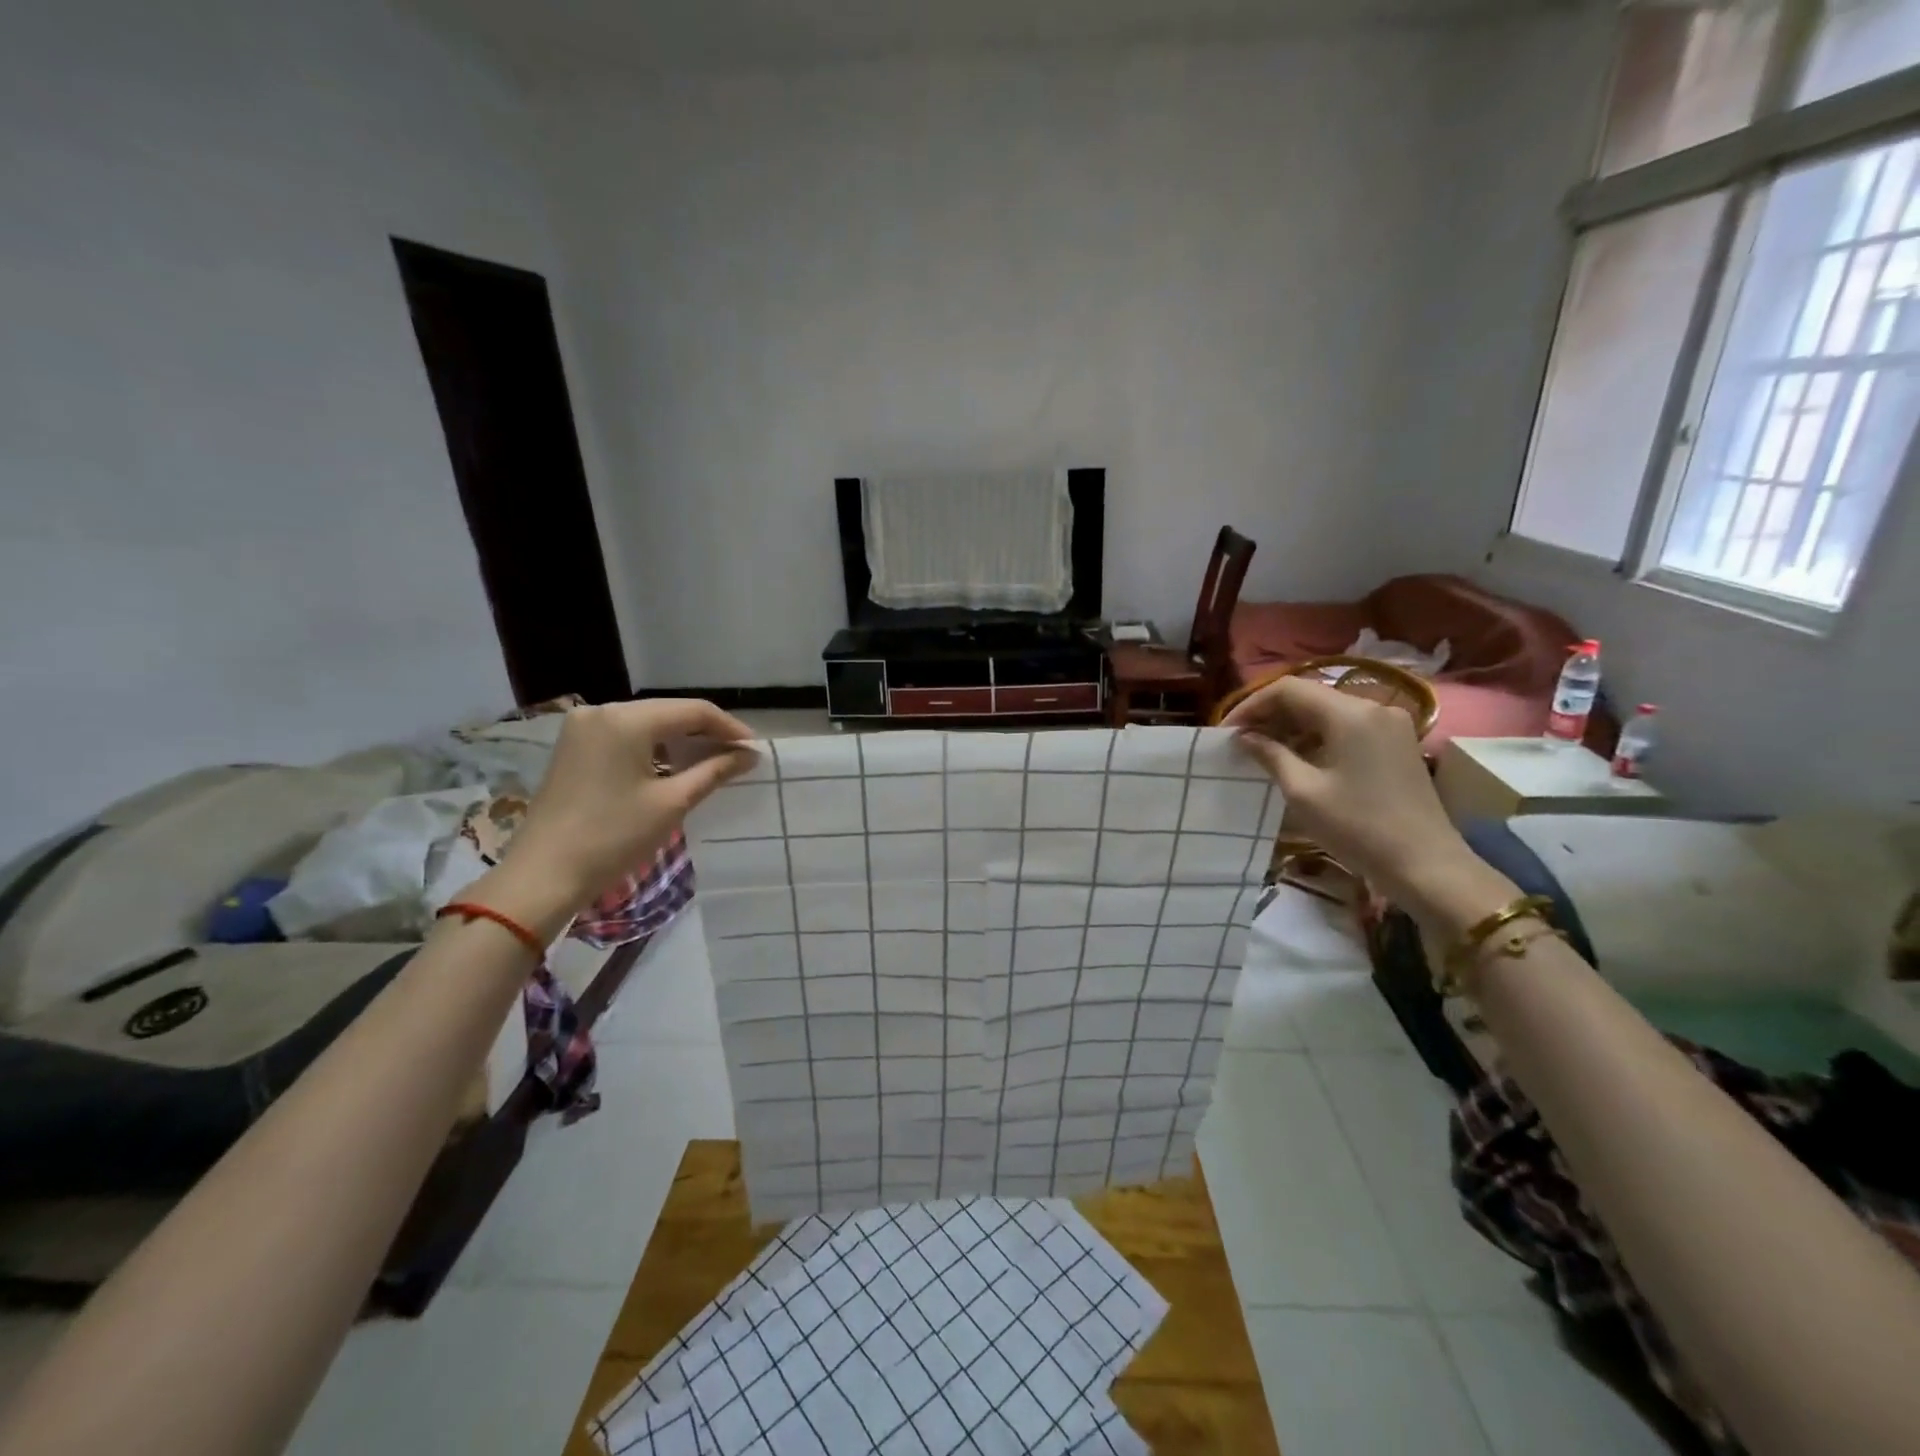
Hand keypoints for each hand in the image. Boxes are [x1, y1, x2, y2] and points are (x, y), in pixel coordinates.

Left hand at [480, 699, 755, 930]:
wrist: (543, 875)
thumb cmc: (613, 837)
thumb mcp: (672, 803)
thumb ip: (714, 771)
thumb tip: (749, 755)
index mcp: (626, 719)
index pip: (693, 711)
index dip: (729, 727)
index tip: (754, 749)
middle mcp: (602, 710)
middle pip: (669, 713)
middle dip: (706, 732)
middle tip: (738, 756)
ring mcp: (583, 727)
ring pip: (648, 723)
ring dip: (680, 740)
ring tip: (713, 762)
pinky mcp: (574, 746)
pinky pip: (626, 735)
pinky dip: (654, 748)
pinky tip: (674, 766)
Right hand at [1223, 676, 1473, 909]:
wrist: (1425, 865)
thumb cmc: (1358, 828)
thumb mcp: (1303, 792)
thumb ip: (1270, 755)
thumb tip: (1244, 737)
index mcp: (1350, 713)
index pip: (1288, 689)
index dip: (1251, 705)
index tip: (1227, 731)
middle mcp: (1373, 707)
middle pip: (1309, 696)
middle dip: (1270, 715)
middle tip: (1241, 741)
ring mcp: (1389, 725)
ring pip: (1327, 711)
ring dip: (1291, 726)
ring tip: (1262, 751)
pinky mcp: (1395, 743)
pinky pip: (1346, 727)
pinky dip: (1316, 736)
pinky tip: (1296, 758)